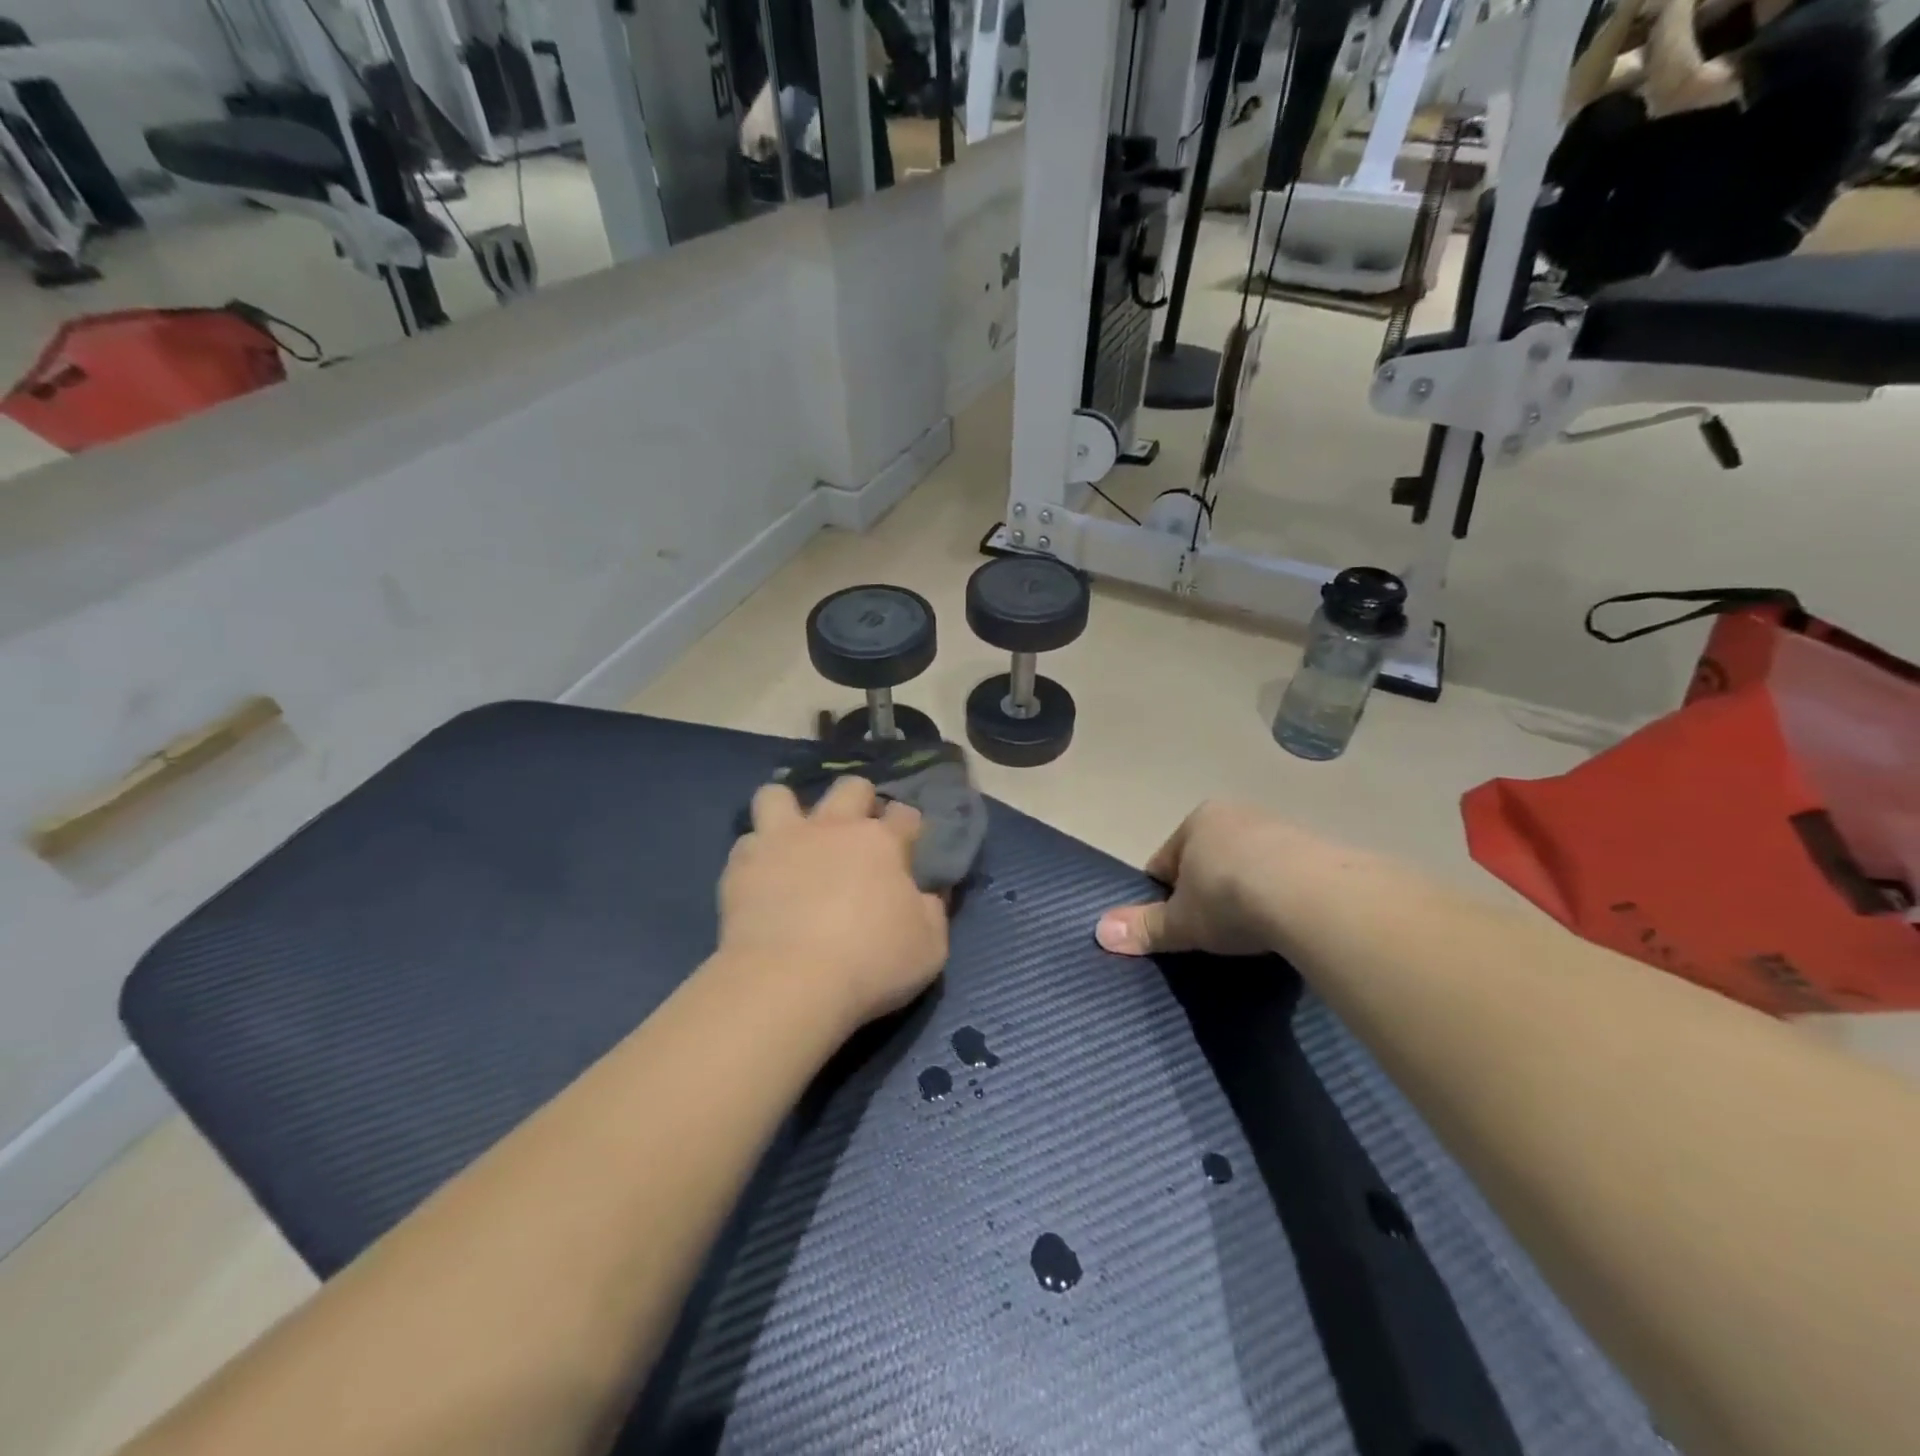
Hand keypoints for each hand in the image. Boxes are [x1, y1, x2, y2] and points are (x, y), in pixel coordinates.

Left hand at [719, 777, 948, 1033]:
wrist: (788, 982)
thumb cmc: (870, 963)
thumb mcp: (929, 947)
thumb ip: (932, 911)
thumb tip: (930, 894)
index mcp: (882, 842)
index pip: (905, 814)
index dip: (909, 827)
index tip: (909, 847)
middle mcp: (833, 827)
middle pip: (851, 787)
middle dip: (859, 801)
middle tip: (857, 835)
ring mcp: (782, 840)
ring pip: (779, 795)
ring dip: (789, 811)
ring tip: (793, 839)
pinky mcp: (742, 865)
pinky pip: (747, 841)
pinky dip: (756, 855)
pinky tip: (761, 877)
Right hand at [1095, 802, 1305, 958]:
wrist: (1314, 897)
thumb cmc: (1230, 899)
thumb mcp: (1182, 921)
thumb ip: (1144, 926)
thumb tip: (1099, 931)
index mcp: (1197, 821)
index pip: (1166, 859)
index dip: (1164, 894)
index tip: (1174, 923)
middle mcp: (1238, 814)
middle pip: (1209, 857)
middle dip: (1208, 889)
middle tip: (1214, 929)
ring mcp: (1282, 828)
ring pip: (1249, 863)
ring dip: (1247, 890)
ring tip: (1254, 929)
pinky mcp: (1320, 849)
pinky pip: (1288, 874)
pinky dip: (1283, 895)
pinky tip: (1288, 922)